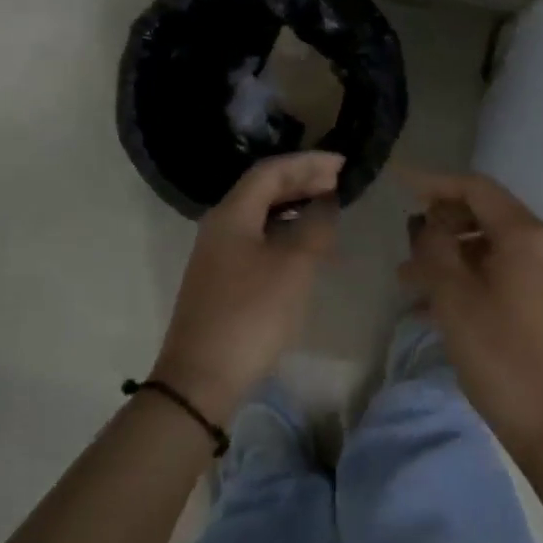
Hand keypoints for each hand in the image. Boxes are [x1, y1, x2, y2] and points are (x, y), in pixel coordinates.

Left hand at [152, 151, 342, 422]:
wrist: (201, 378)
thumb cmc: (251, 314)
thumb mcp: (293, 267)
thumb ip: (314, 228)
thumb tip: (326, 203)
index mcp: (232, 214)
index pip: (270, 171)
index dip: (307, 163)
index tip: (341, 164)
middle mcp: (220, 226)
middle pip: (262, 190)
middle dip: (301, 181)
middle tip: (338, 182)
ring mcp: (217, 254)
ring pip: (260, 215)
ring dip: (294, 206)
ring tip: (327, 209)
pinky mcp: (221, 279)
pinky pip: (257, 239)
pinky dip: (284, 232)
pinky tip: (305, 246)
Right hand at [400, 172, 542, 459]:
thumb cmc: (502, 358)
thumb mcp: (455, 299)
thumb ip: (436, 249)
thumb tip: (428, 222)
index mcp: (527, 236)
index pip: (477, 188)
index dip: (435, 183)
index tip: (399, 184)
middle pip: (485, 216)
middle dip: (440, 225)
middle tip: (404, 244)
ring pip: (491, 249)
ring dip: (450, 256)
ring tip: (408, 280)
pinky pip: (503, 274)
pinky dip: (469, 278)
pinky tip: (436, 306)